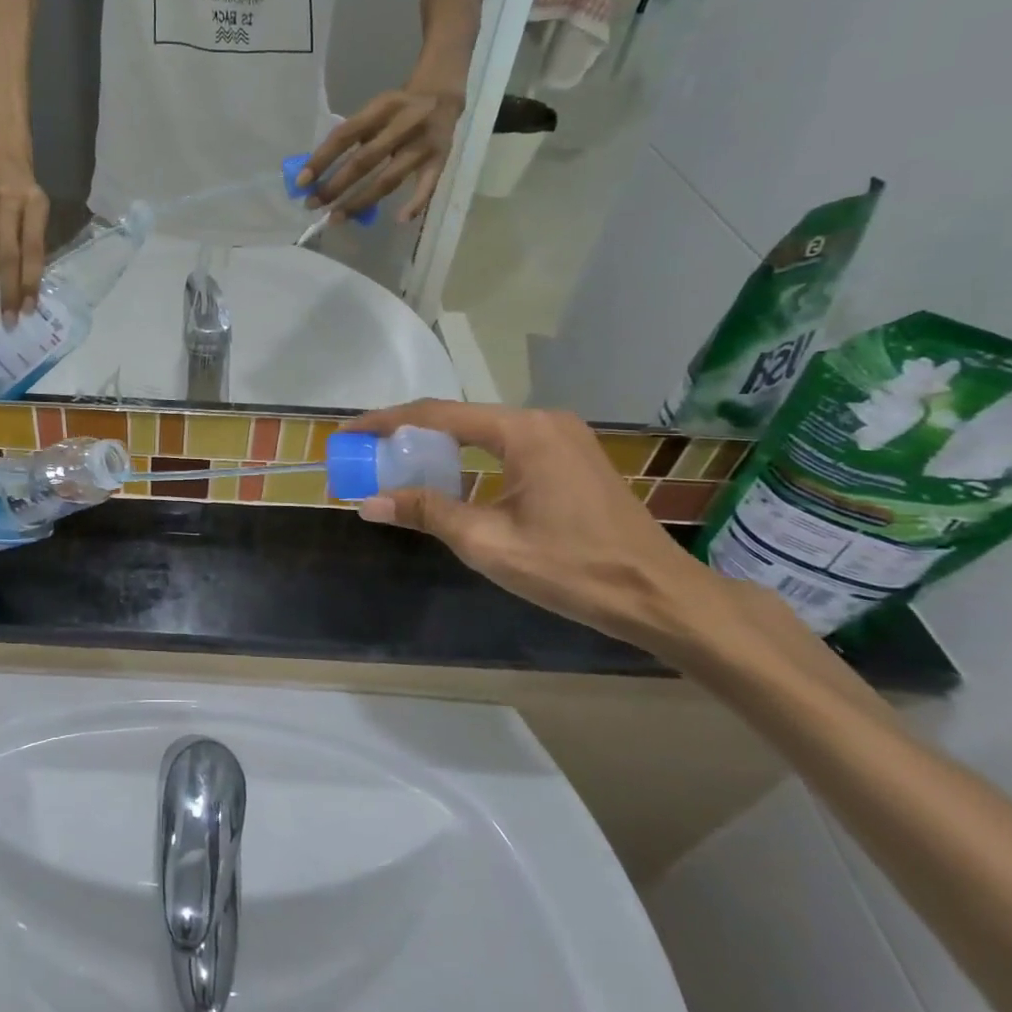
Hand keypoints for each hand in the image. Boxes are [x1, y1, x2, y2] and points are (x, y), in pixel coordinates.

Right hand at [0, 140, 48, 327]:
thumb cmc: (26, 180)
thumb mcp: (39, 203)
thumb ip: (34, 239)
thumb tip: (28, 285)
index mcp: (34, 204)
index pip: (33, 250)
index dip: (30, 282)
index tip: (29, 311)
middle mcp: (7, 205)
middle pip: (5, 257)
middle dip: (4, 293)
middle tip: (5, 325)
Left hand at [299, 86, 462, 222]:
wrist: (444, 93)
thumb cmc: (398, 108)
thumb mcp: (375, 110)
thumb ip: (352, 135)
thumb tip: (316, 172)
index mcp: (382, 106)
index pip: (345, 134)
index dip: (322, 158)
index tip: (301, 182)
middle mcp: (405, 123)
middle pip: (365, 160)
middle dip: (335, 186)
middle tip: (313, 205)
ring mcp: (424, 143)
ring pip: (389, 178)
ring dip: (360, 202)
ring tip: (336, 219)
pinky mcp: (442, 158)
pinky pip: (428, 185)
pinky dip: (416, 203)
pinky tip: (400, 220)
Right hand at [344, 401, 752, 662]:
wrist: (662, 598)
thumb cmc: (574, 569)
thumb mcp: (489, 543)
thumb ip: (427, 512)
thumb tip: (368, 502)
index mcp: (523, 431)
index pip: (436, 414)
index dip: (385, 421)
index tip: (348, 432)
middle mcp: (542, 421)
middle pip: (459, 419)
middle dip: (409, 434)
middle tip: (369, 455)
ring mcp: (562, 437)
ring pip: (483, 433)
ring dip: (440, 448)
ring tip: (400, 468)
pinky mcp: (573, 457)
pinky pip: (506, 447)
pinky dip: (470, 459)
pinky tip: (452, 481)